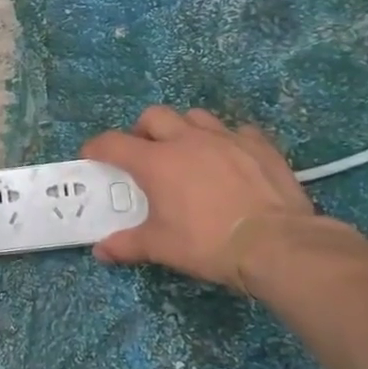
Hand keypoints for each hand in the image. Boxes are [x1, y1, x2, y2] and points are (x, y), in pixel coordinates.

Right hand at [81, 107, 311, 290]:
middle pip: (154, 116)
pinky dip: (228, 140)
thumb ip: (127, 244)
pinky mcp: (259, 145)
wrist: (275, 244)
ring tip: (188, 152)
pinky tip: (230, 159)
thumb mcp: (161, 247)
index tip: (92, 156)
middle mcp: (187, 140)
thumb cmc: (207, 243)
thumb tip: (101, 251)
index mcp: (156, 162)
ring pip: (196, 116)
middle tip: (144, 153)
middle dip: (143, 130)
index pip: (113, 143)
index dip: (97, 147)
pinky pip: (237, 131)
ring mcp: (226, 138)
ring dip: (184, 129)